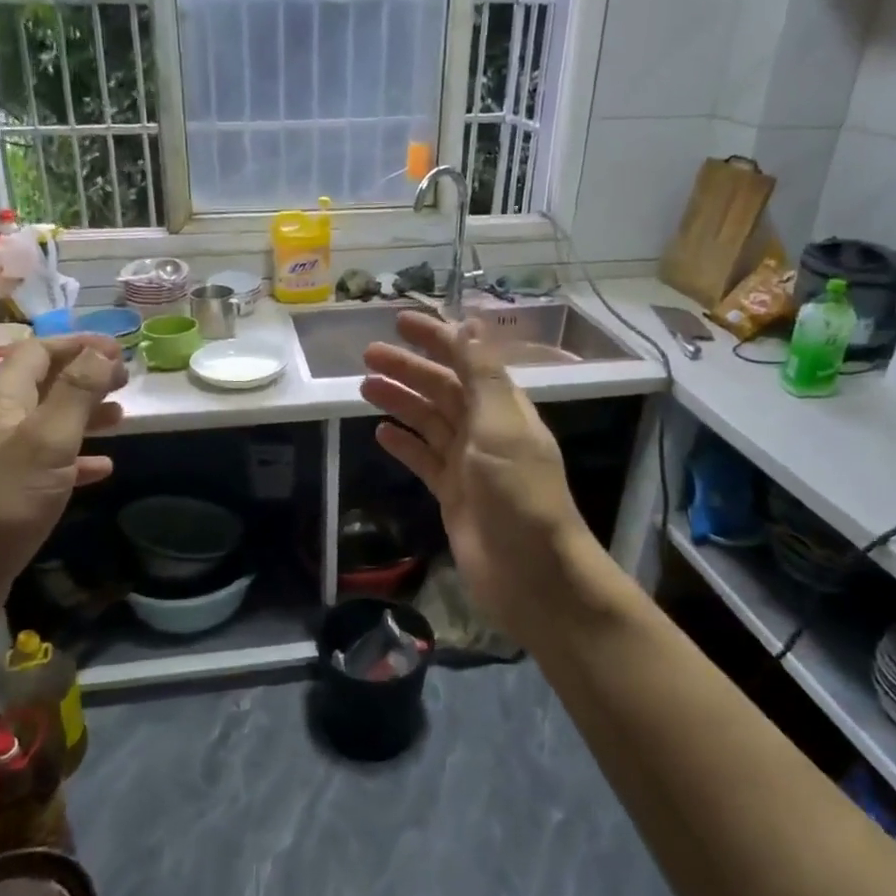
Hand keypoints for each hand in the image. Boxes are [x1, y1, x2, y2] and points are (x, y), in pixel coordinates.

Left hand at [0, 334, 126, 607]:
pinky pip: (50, 463)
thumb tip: (102, 351)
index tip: (119, 349)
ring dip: (84, 414)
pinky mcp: (10, 492)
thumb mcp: (48, 440)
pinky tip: (103, 468)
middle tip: (125, 380)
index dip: (78, 345)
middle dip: (85, 377)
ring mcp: (2, 458)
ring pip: (50, 422)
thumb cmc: (3, 499)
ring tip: (121, 416)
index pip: (39, 352)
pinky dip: (78, 459)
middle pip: (45, 383)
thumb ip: (76, 392)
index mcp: (2, 398)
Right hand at [361, 311, 594, 643]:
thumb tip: (469, 323)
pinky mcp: (452, 494)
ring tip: (365, 387)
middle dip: (408, 369)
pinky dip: (404, 445)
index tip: (400, 322)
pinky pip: (423, 460)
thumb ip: (483, 376)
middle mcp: (485, 429)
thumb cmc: (519, 494)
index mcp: (502, 407)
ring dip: (400, 402)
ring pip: (428, 422)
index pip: (466, 360)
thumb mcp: (501, 426)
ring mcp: (468, 463)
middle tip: (367, 355)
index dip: (436, 338)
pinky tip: (381, 433)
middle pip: (441, 389)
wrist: (531, 573)